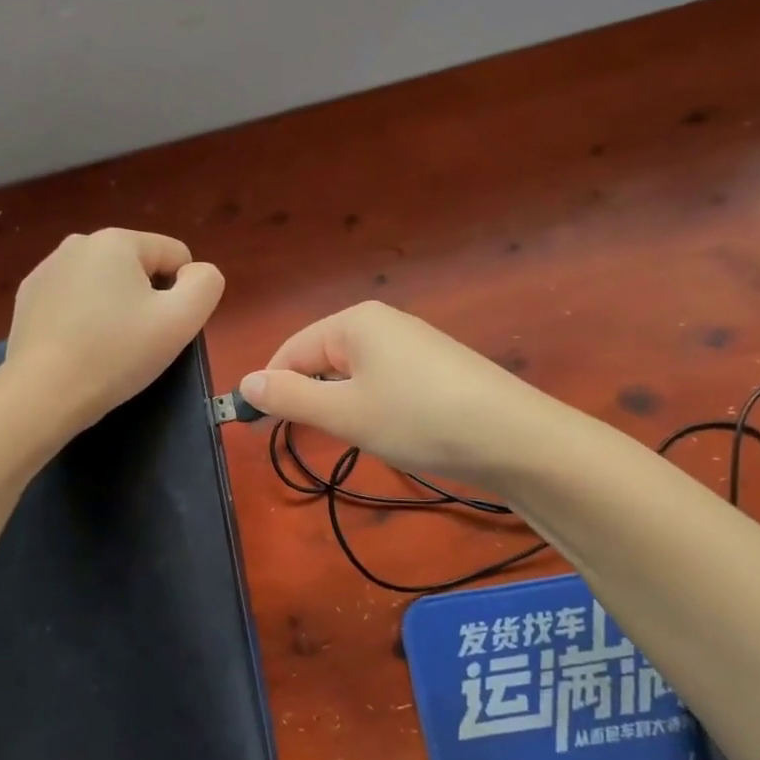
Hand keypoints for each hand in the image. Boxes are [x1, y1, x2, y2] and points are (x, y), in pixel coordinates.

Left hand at [4, 228, 224, 435]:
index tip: (165, 328)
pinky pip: (74, 300)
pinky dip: (83, 318)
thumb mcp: (181, 320)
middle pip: (138, 268)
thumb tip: (197, 273)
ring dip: (114, 308)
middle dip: (145, 299)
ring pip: (104, 284)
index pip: (175, 255)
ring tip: (107, 348)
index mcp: (116, 240)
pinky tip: (78, 349)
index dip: (183, 293)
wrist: (43, 394)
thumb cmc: (117, 353)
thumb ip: (206, 285)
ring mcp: (46, 269)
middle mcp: (78, 243)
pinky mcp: (27, 298)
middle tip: (138, 342)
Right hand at [238, 301, 548, 489]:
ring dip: (342, 404)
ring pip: (353, 373)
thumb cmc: (418, 419)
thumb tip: (244, 382)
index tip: (260, 429)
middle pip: (322, 357)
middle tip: (313, 438)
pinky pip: (383, 380)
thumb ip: (290, 396)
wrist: (515, 438)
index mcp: (354, 321)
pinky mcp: (436, 367)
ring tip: (356, 436)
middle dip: (309, 396)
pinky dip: (373, 405)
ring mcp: (413, 343)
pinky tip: (390, 430)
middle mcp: (382, 322)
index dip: (272, 388)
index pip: (291, 350)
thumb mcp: (344, 412)